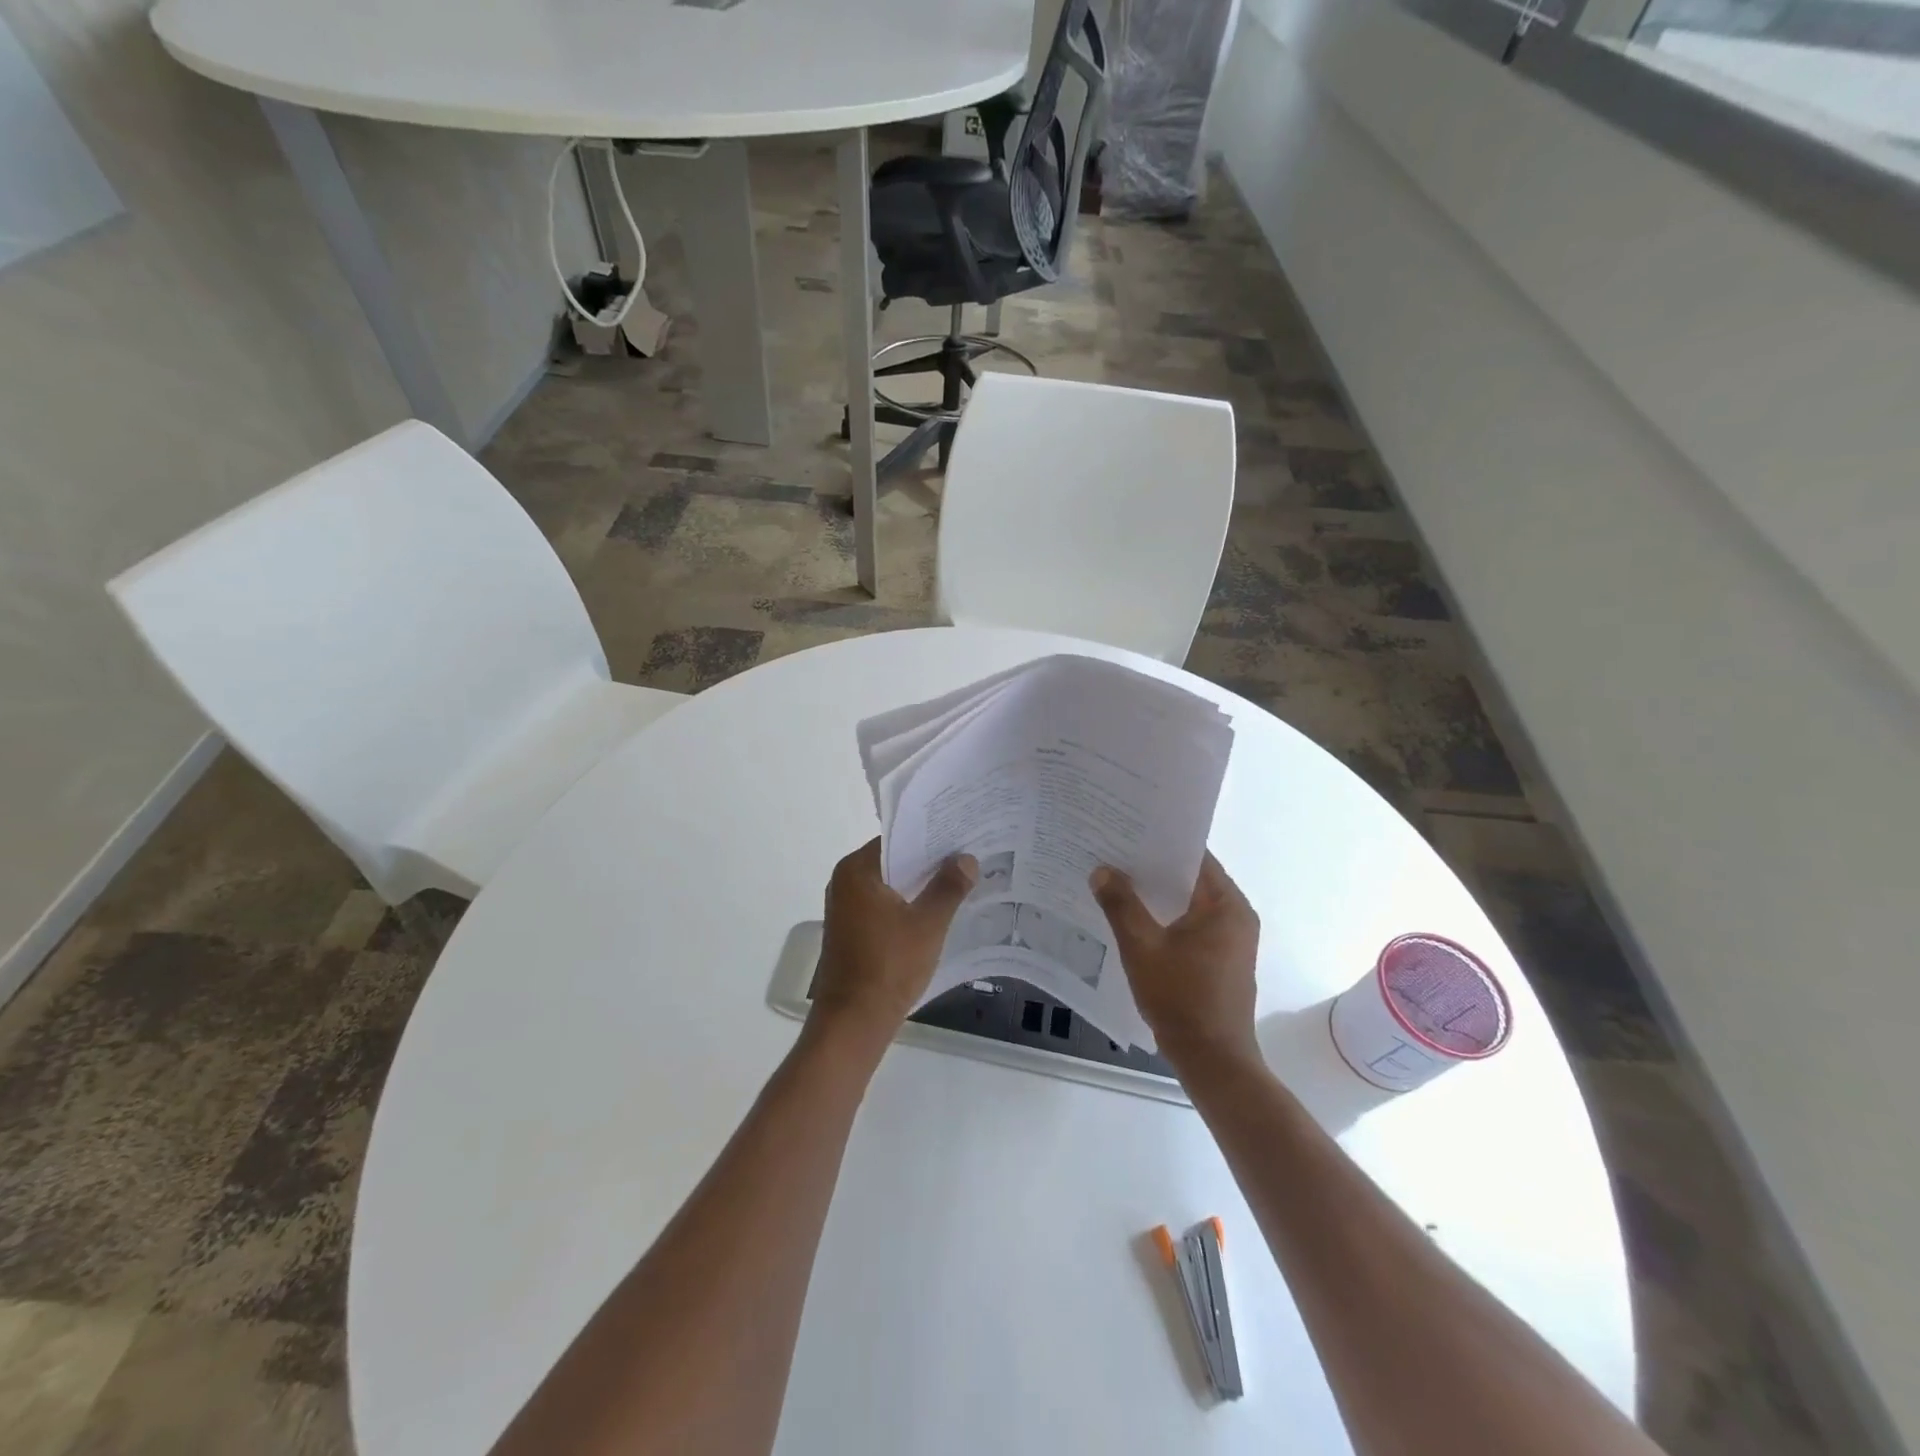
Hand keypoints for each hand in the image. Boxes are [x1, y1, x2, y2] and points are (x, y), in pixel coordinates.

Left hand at [810, 839, 977, 1046]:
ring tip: (959, 881)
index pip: (897, 839)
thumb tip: (966, 858)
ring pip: (889, 885)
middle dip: (928, 862)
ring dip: (919, 886)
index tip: (961, 835)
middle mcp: (844, 882)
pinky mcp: (851, 931)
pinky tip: (936, 912)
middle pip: (893, 861)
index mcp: (856, 870)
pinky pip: (883, 906)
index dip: (930, 836)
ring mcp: (845, 908)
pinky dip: (907, 905)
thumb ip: (948, 887)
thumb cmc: (889, 966)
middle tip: (967, 857)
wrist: (853, 1022)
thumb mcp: (928, 924)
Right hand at [1090, 853, 1260, 1069]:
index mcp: (1226, 904)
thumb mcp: (1142, 947)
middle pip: (1191, 878)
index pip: (1194, 855)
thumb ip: (1121, 904)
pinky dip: (1166, 917)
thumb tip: (1102, 870)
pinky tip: (1134, 919)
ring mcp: (1232, 940)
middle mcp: (1236, 916)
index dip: (1159, 842)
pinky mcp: (1222, 959)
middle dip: (1153, 868)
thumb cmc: (1181, 998)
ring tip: (1116, 881)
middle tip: (1112, 853)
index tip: (1126, 831)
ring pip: (1189, 903)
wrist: (1213, 1061)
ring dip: (1157, 895)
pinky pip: (1192, 924)